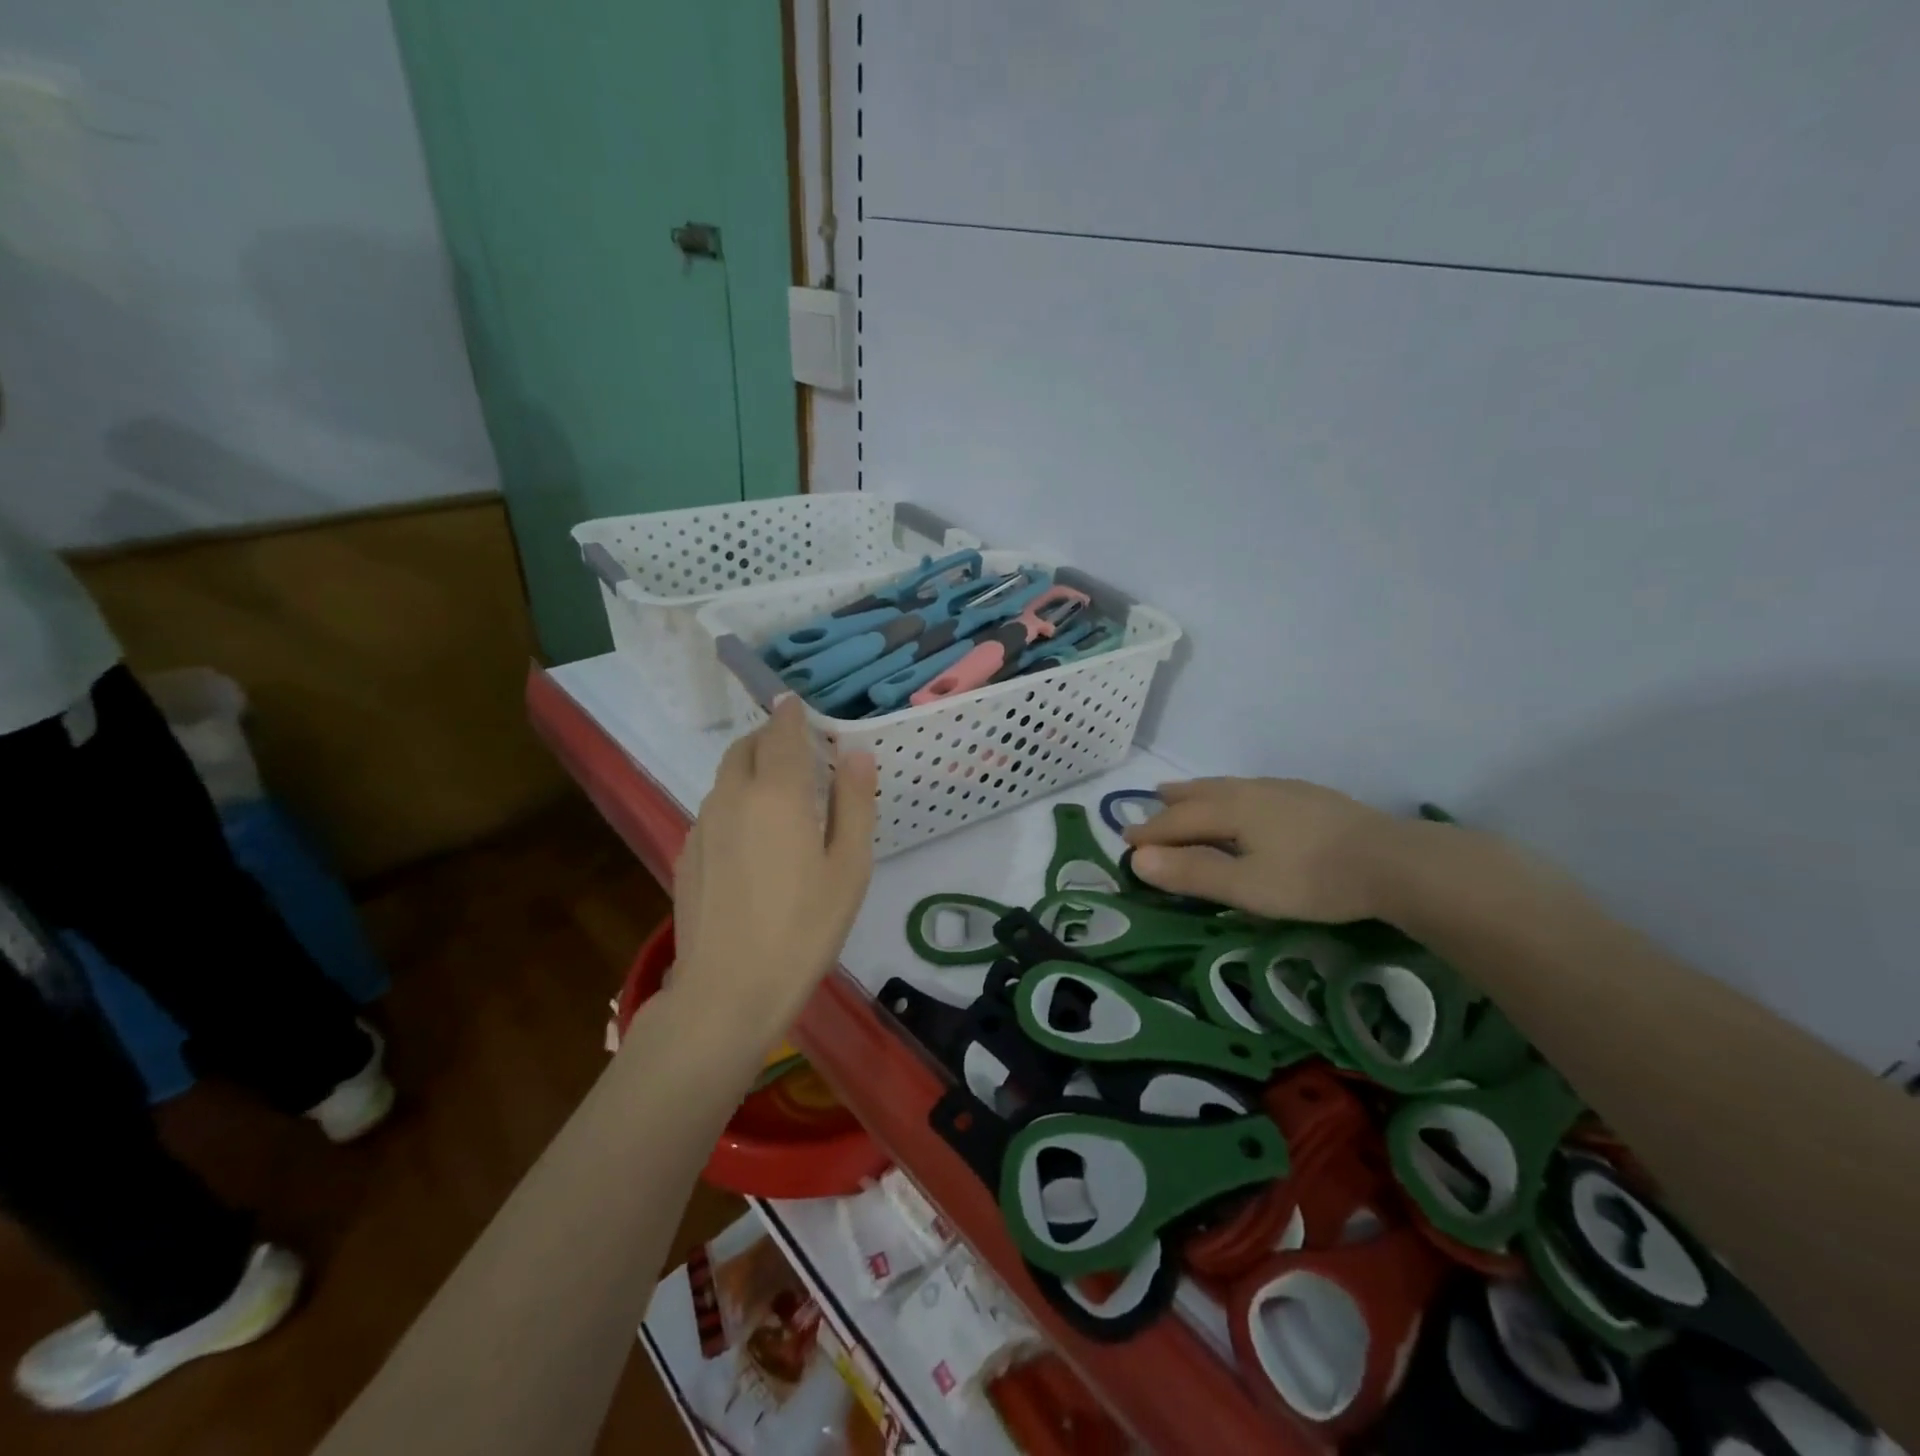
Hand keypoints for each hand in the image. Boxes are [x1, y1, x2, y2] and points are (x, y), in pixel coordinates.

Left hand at [671, 697, 877, 1046]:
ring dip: (751, 768)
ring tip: (779, 794)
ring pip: (725, 777)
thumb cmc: (803, 928)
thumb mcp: (849, 867)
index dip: (790, 713)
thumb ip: (854, 803)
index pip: (781, 732)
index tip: (798, 703)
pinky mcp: (687, 854)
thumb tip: (856, 753)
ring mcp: (702, 825)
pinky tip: (752, 838)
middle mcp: (732, 797)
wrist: (728, 991)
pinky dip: (734, 801)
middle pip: (745, 747)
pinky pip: (713, 808)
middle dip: (769, 737)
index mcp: (777, 793)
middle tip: (798, 750)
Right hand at [1124, 776, 1401, 923]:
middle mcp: (1250, 791)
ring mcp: (1283, 790)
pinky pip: (1252, 789)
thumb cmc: (1313, 878)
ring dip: (1199, 792)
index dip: (1150, 834)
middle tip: (1149, 805)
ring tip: (1185, 792)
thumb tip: (1138, 859)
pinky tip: (1247, 801)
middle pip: (1200, 795)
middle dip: (1171, 804)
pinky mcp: (1309, 797)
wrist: (1394, 862)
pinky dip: (1230, 794)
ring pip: (1227, 787)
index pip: (1177, 821)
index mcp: (1231, 809)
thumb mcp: (1247, 886)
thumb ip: (1193, 873)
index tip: (1125, 843)